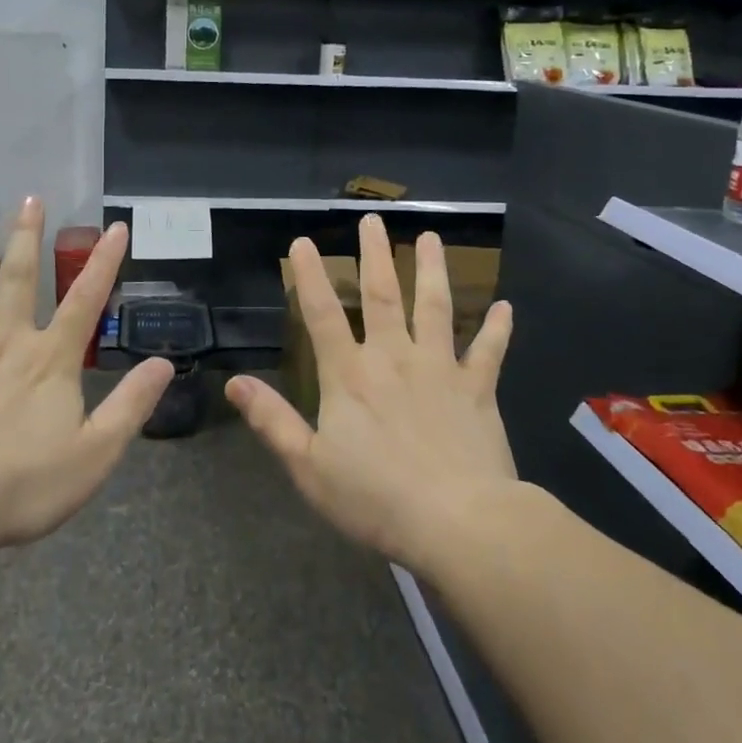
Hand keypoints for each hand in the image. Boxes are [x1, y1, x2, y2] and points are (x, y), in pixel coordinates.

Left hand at [0, 198, 172, 553]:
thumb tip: (164, 363)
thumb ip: (131, 405)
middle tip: (29, 198)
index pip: (86, 300)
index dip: (105, 262)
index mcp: (49, 360)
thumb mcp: (96, 453)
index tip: (115, 226)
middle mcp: (3, 341)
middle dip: (26, 236)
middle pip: (17, 277)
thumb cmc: (21, 484)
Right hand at [226, 215, 515, 571]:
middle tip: (374, 219)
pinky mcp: (478, 389)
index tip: (303, 242)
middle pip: (383, 295)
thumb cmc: (376, 499)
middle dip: (375, 255)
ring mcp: (440, 369)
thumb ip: (273, 421)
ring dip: (431, 270)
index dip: (310, 277)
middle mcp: (394, 358)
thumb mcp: (309, 467)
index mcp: (350, 376)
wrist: (459, 523)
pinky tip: (506, 307)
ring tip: (430, 238)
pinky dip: (498, 329)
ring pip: (435, 308)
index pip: (323, 315)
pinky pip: (489, 352)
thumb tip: (235, 383)